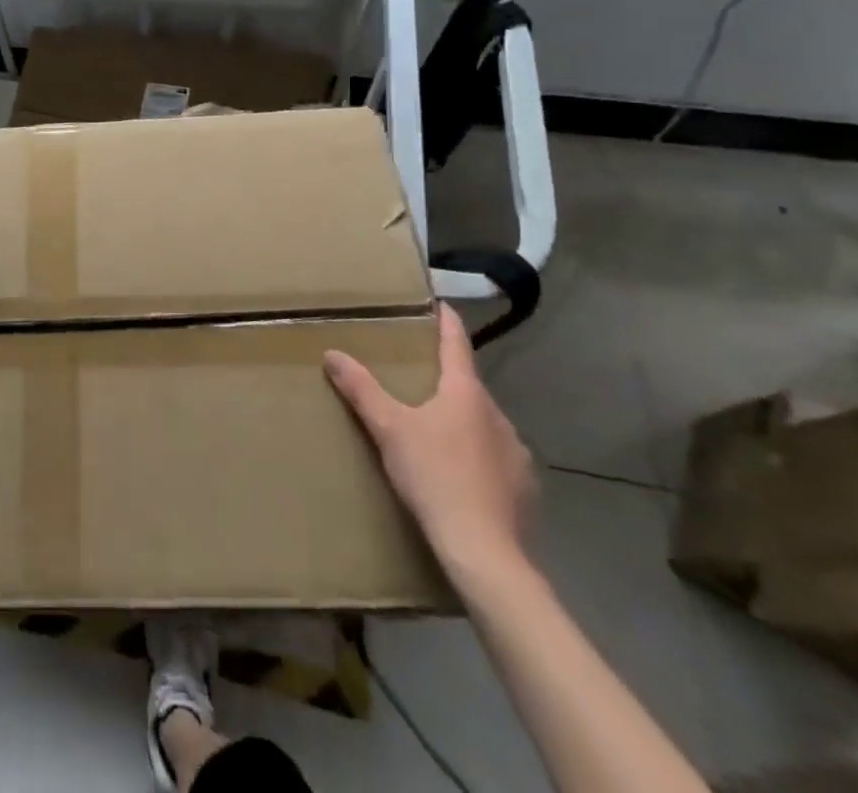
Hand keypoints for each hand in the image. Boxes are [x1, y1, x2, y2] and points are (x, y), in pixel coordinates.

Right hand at [325, 304, 535, 581]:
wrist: (484, 553)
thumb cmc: (434, 476)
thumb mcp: (388, 429)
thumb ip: (361, 389)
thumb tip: (332, 353)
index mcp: (466, 394)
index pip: (457, 344)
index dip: (446, 322)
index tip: (440, 304)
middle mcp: (498, 417)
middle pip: (469, 387)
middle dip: (446, 380)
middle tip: (418, 379)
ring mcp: (516, 455)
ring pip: (484, 425)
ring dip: (462, 421)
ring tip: (435, 432)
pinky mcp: (524, 490)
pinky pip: (496, 459)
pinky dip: (477, 457)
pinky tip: (460, 475)